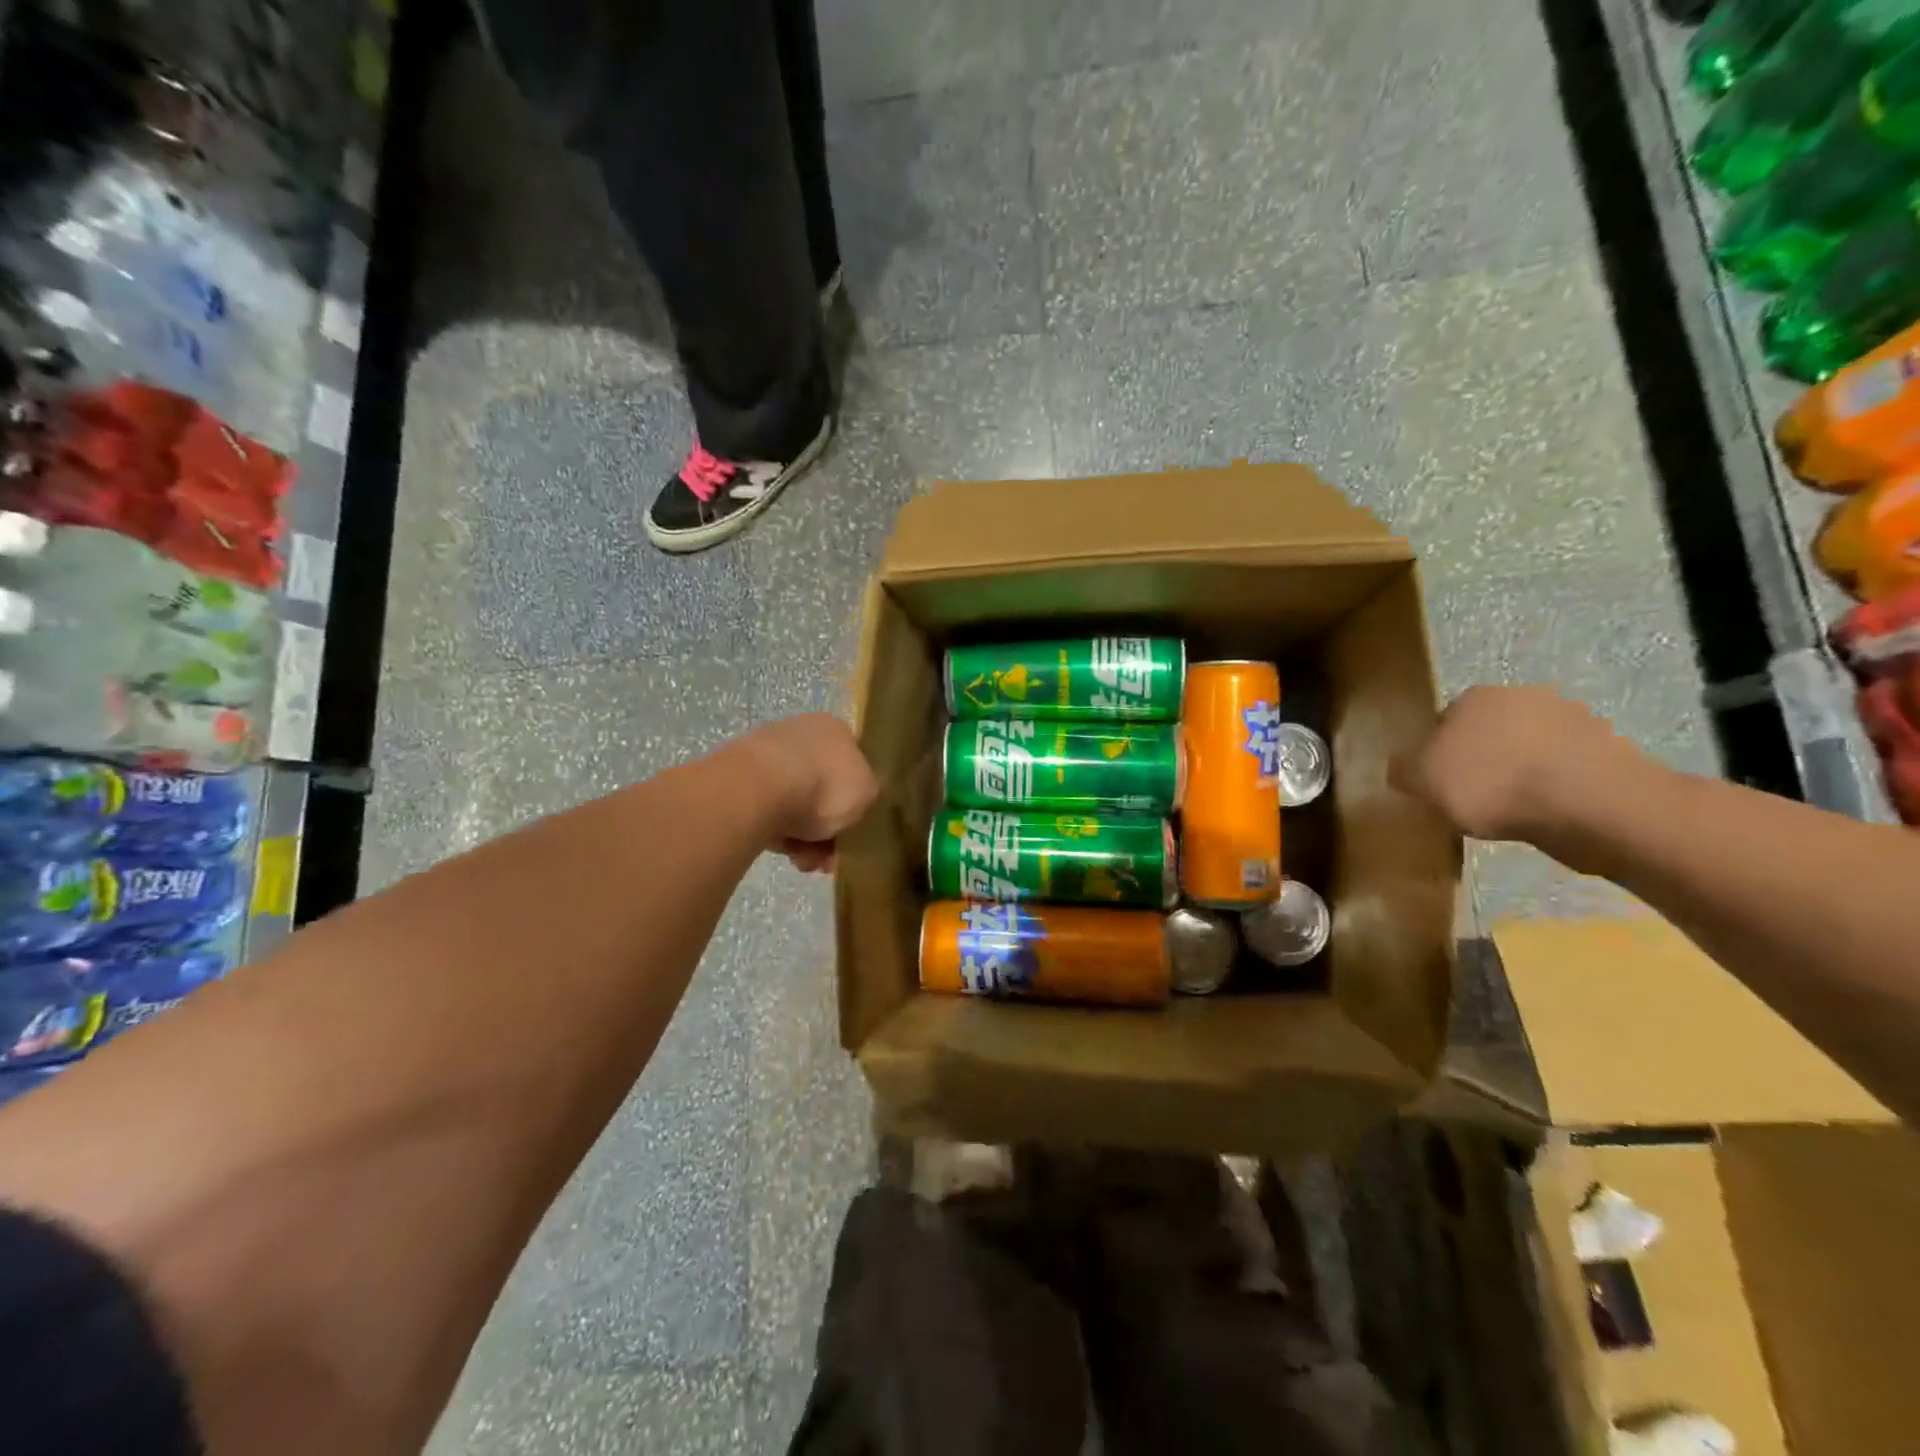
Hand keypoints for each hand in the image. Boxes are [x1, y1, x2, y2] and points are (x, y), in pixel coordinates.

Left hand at [736, 714, 880, 872]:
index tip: (854, 833)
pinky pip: (767, 810)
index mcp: (835, 730)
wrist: (759, 790)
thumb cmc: (825, 787)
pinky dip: (776, 831)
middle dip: (827, 828)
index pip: (853, 765)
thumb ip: (869, 795)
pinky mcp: (738, 778)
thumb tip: (860, 798)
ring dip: (803, 837)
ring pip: (794, 803)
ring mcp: (766, 754)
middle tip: (827, 858)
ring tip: (803, 860)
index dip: (857, 802)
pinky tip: (781, 850)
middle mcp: (800, 734)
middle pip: (822, 789)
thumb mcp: (869, 794)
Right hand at [1389, 685, 1644, 841]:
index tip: (1439, 785)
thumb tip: (1404, 766)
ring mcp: (1574, 720)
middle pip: (1489, 732)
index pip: (1443, 721)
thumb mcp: (1420, 780)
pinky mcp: (1609, 750)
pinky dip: (1554, 787)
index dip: (1437, 754)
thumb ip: (1403, 769)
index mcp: (1475, 696)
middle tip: (1473, 798)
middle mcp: (1523, 696)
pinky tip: (1547, 814)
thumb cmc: (1490, 784)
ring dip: (1520, 772)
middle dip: (1481, 759)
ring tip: (1513, 812)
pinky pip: (1565, 769)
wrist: (1590, 805)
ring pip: (1529, 748)